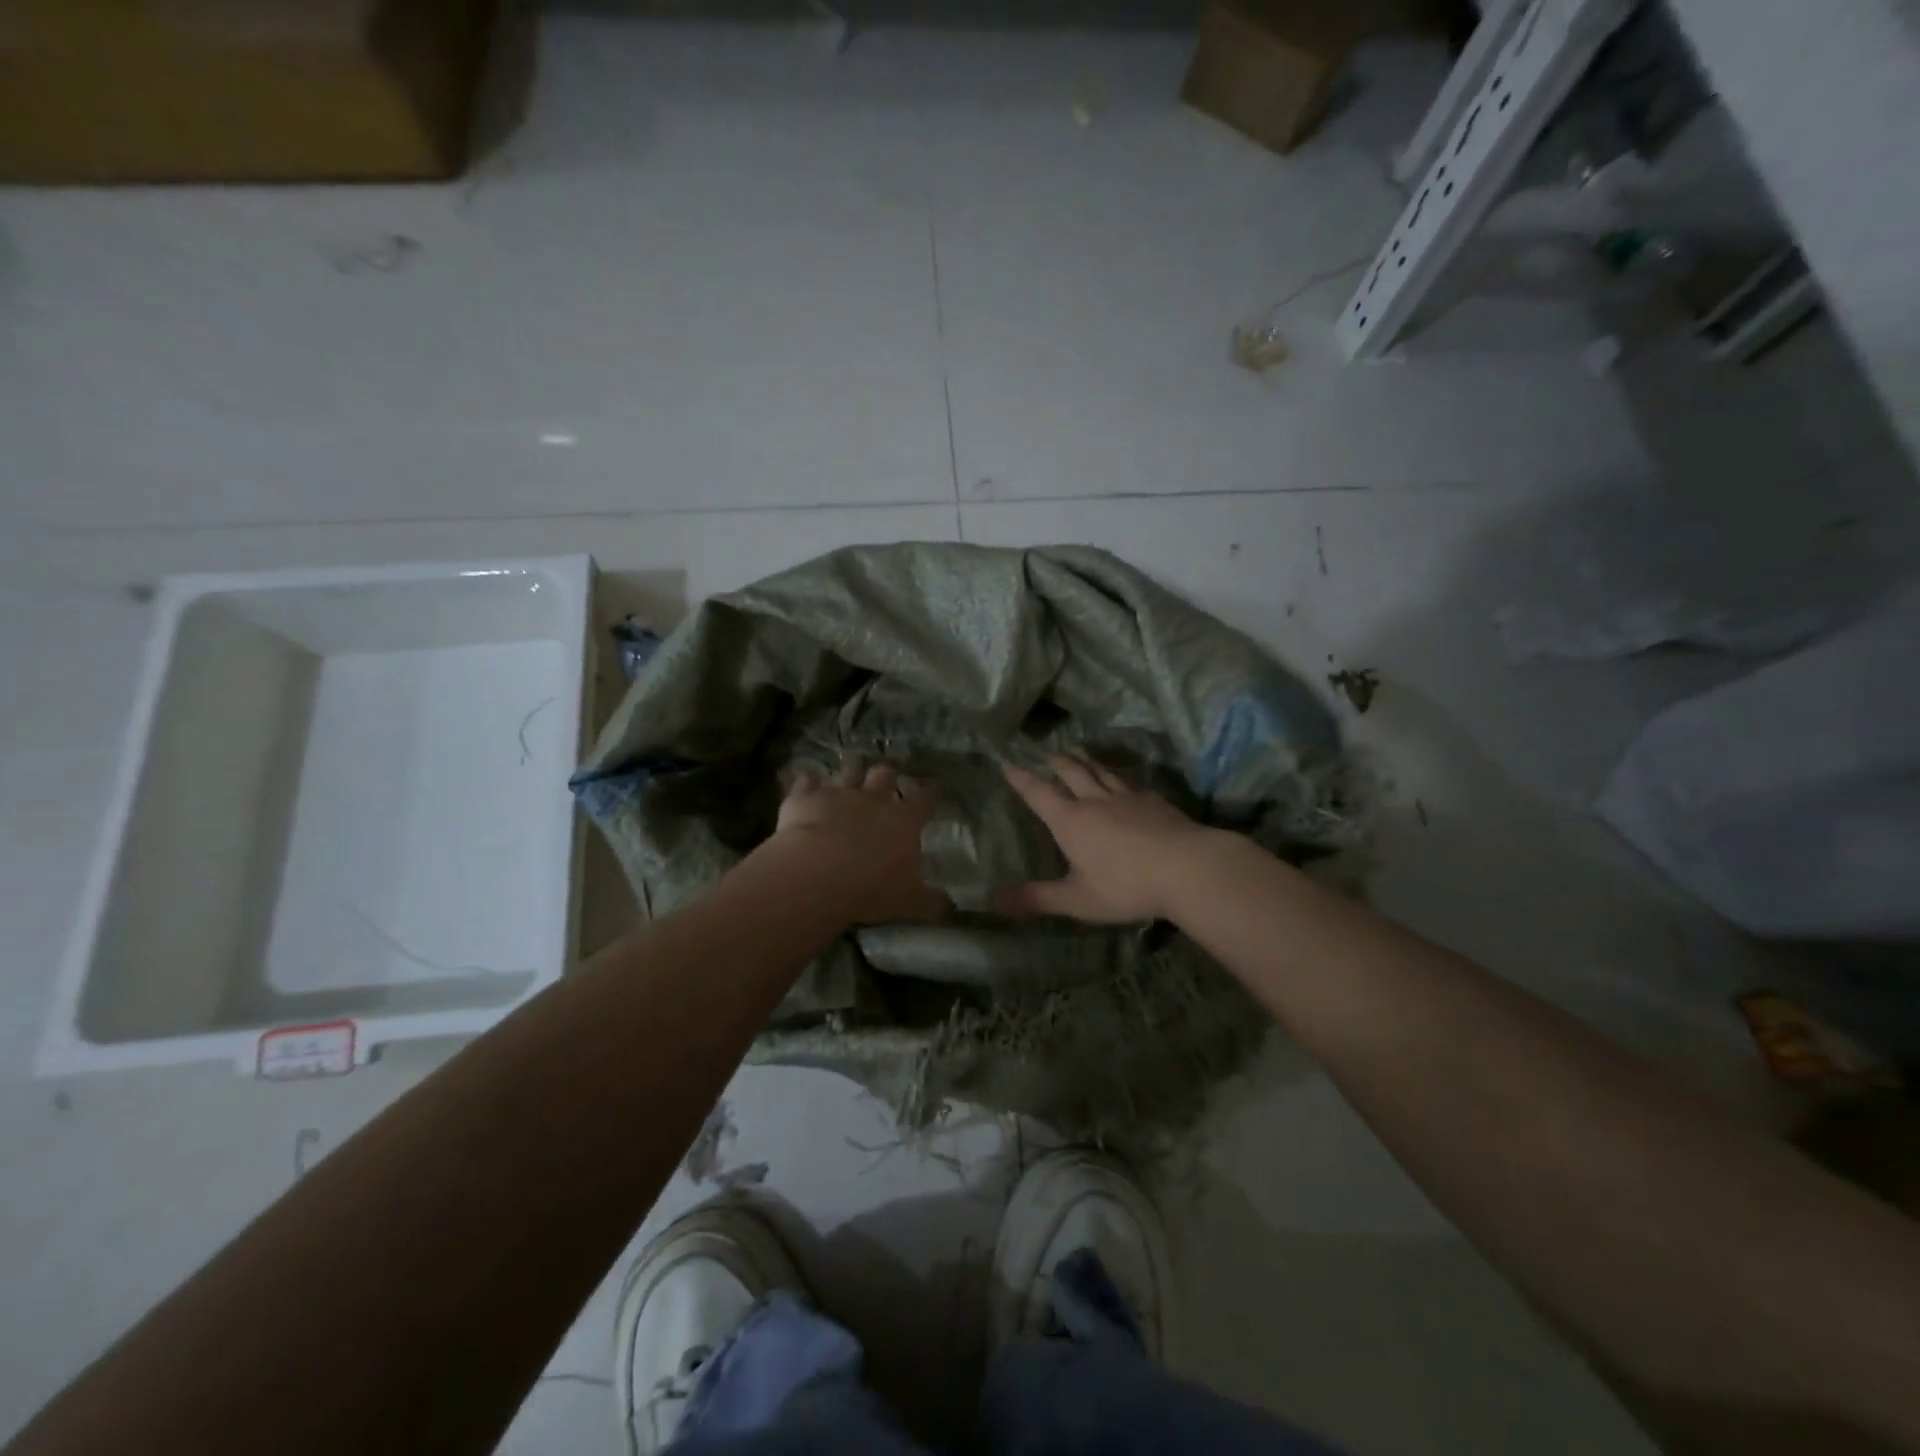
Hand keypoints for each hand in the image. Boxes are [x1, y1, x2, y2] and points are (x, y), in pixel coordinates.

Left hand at [762, 757, 950, 924]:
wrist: (818, 874)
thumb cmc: (872, 888)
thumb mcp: (910, 902)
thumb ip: (931, 902)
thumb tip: (950, 907)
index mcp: (904, 821)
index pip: (924, 800)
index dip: (930, 793)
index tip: (933, 789)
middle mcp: (873, 799)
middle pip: (884, 774)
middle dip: (886, 774)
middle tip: (885, 777)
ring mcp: (838, 795)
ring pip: (848, 770)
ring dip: (851, 769)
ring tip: (851, 768)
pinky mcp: (805, 798)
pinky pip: (806, 781)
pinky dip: (807, 780)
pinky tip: (806, 779)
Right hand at [995, 755, 1214, 923]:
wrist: (1188, 868)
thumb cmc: (1126, 886)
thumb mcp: (1077, 899)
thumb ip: (1036, 898)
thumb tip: (992, 900)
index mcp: (1070, 820)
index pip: (1039, 793)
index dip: (1021, 779)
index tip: (1007, 765)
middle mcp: (1095, 801)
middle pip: (1072, 772)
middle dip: (1057, 763)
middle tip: (1048, 754)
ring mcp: (1127, 797)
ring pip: (1101, 771)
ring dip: (1086, 760)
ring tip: (1077, 751)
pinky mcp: (1154, 800)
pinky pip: (1129, 781)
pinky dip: (1117, 775)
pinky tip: (1124, 779)